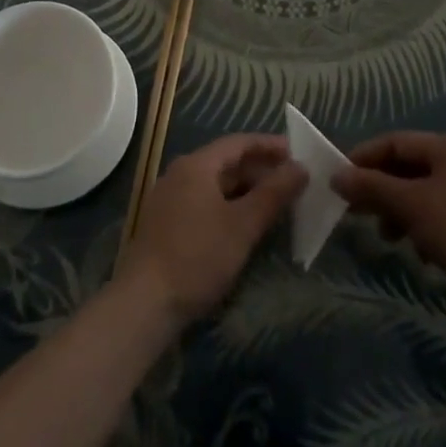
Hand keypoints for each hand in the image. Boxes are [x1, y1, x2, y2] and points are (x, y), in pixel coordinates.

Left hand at [119, 134, 306, 323]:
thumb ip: (273, 194)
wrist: (144, 303)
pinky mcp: (167, 224)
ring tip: (275, 202)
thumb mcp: (242, 226)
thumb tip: (301, 167)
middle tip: (292, 181)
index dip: (269, 146)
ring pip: (216, 185)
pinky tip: (245, 225)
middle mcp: (181, 173)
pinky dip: (229, 206)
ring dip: (246, 190)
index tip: (296, 152)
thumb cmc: (197, 256)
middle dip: (260, 170)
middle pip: (227, 162)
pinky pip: (205, 202)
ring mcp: (171, 198)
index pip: (238, 143)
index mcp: (197, 165)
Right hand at [333, 131, 445, 328]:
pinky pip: (443, 215)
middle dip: (382, 189)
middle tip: (357, 211)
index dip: (365, 158)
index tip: (341, 180)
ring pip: (426, 194)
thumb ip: (372, 187)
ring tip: (388, 237)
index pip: (397, 142)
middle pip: (411, 168)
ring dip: (401, 212)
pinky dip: (424, 227)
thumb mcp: (411, 206)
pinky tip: (421, 252)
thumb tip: (337, 176)